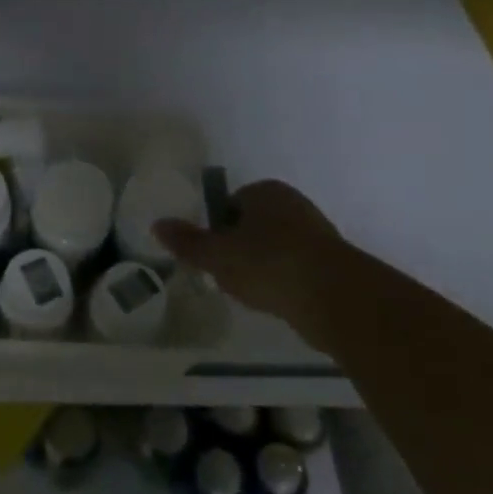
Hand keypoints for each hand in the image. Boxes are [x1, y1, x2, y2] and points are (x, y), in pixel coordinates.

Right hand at [155, 180, 349, 344]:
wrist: (336, 298)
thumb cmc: (268, 264)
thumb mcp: (216, 254)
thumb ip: (187, 242)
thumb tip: (157, 224)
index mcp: (264, 191)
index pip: (230, 202)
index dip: (217, 227)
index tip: (212, 254)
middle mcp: (293, 204)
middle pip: (253, 224)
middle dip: (240, 248)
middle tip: (227, 274)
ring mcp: (318, 233)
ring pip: (276, 248)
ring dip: (263, 267)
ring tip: (252, 292)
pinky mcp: (335, 264)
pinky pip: (297, 269)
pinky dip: (285, 283)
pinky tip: (278, 302)